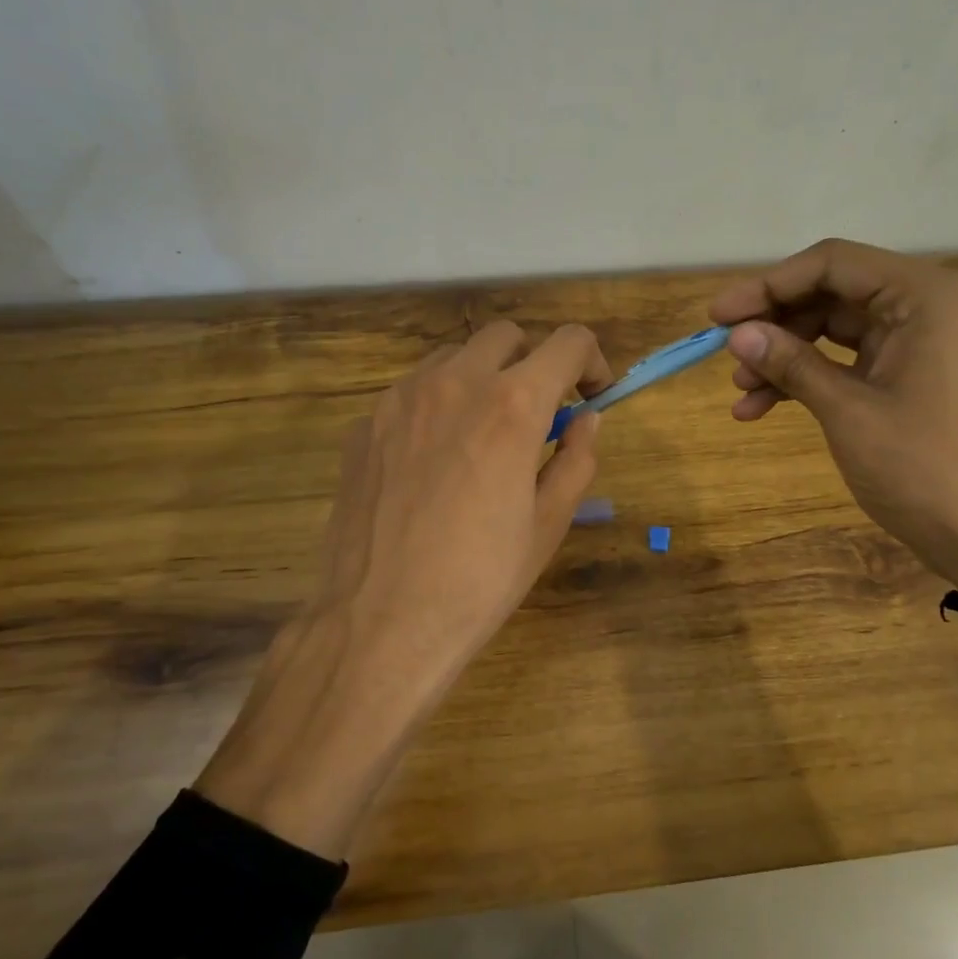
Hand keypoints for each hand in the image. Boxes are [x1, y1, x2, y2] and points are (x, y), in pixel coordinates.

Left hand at [197, 321, 611, 857]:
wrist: (380, 622)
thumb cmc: (479, 580)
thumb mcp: (548, 524)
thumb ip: (576, 460)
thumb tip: (586, 420)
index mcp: (512, 405)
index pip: (568, 342)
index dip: (592, 361)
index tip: (593, 394)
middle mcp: (454, 383)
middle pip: (506, 336)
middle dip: (534, 362)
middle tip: (540, 414)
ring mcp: (400, 399)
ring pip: (454, 358)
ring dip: (483, 379)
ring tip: (485, 436)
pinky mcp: (364, 424)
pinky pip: (412, 392)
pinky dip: (438, 406)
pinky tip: (435, 461)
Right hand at [709, 239, 957, 593]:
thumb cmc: (922, 467)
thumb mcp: (848, 411)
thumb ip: (791, 364)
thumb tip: (736, 334)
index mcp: (922, 296)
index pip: (831, 264)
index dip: (768, 285)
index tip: (719, 315)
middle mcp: (920, 306)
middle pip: (828, 294)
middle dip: (774, 325)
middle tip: (724, 352)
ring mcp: (912, 342)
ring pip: (829, 330)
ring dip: (782, 357)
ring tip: (740, 392)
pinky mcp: (902, 375)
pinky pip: (842, 362)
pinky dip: (803, 380)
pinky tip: (760, 408)